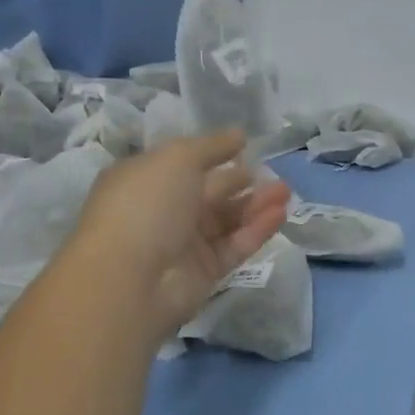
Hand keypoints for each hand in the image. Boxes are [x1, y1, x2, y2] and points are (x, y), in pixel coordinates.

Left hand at [71, 130, 289, 340]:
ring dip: (256, 204)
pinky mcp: (204, 272)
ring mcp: (183, 244)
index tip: (244, 144)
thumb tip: (239, 134)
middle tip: (273, 172)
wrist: (129, 280)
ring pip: (226, 220)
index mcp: (146, 179)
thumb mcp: (178, 158)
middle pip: (209, 192)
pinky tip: (280, 213)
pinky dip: (257, 229)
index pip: (183, 163)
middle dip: (241, 180)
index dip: (213, 153)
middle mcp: (163, 210)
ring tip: (285, 191)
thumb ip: (212, 146)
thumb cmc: (146, 204)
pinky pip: (235, 245)